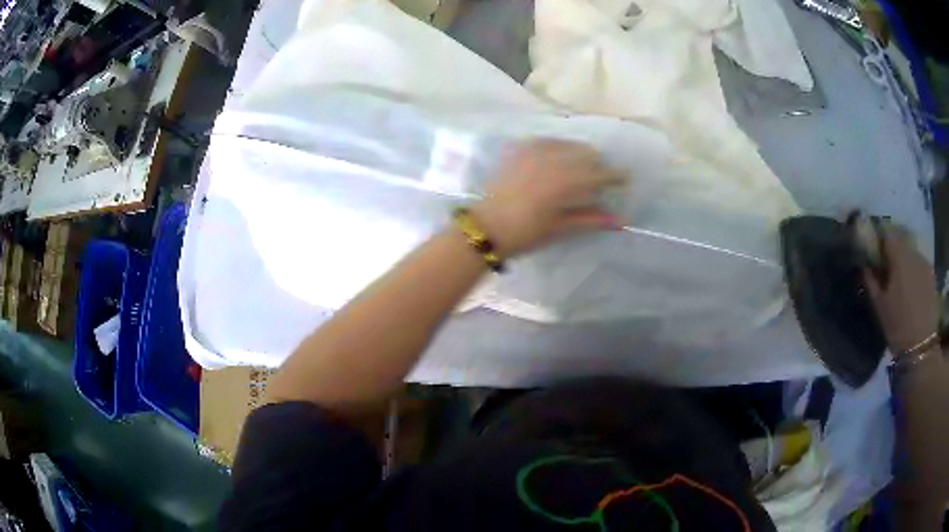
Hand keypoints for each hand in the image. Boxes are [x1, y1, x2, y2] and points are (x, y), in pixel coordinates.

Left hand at [469, 139, 624, 257]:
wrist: (486, 226)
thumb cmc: (526, 233)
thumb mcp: (561, 228)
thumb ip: (592, 219)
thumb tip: (621, 221)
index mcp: (566, 183)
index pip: (601, 173)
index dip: (616, 176)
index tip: (623, 180)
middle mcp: (554, 160)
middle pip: (587, 153)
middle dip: (596, 165)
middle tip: (596, 180)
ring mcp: (535, 151)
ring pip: (569, 144)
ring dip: (578, 154)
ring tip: (575, 169)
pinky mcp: (520, 148)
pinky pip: (547, 140)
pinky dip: (557, 148)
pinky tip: (555, 160)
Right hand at [864, 224, 939, 353]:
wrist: (921, 344)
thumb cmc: (897, 325)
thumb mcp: (879, 306)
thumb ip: (871, 281)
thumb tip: (864, 264)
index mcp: (898, 256)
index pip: (887, 234)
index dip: (880, 242)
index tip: (876, 254)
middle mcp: (912, 252)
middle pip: (901, 241)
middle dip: (894, 252)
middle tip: (889, 269)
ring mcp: (924, 261)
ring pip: (911, 253)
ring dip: (906, 261)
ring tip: (903, 281)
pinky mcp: (931, 273)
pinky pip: (920, 264)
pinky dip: (915, 270)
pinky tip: (914, 288)